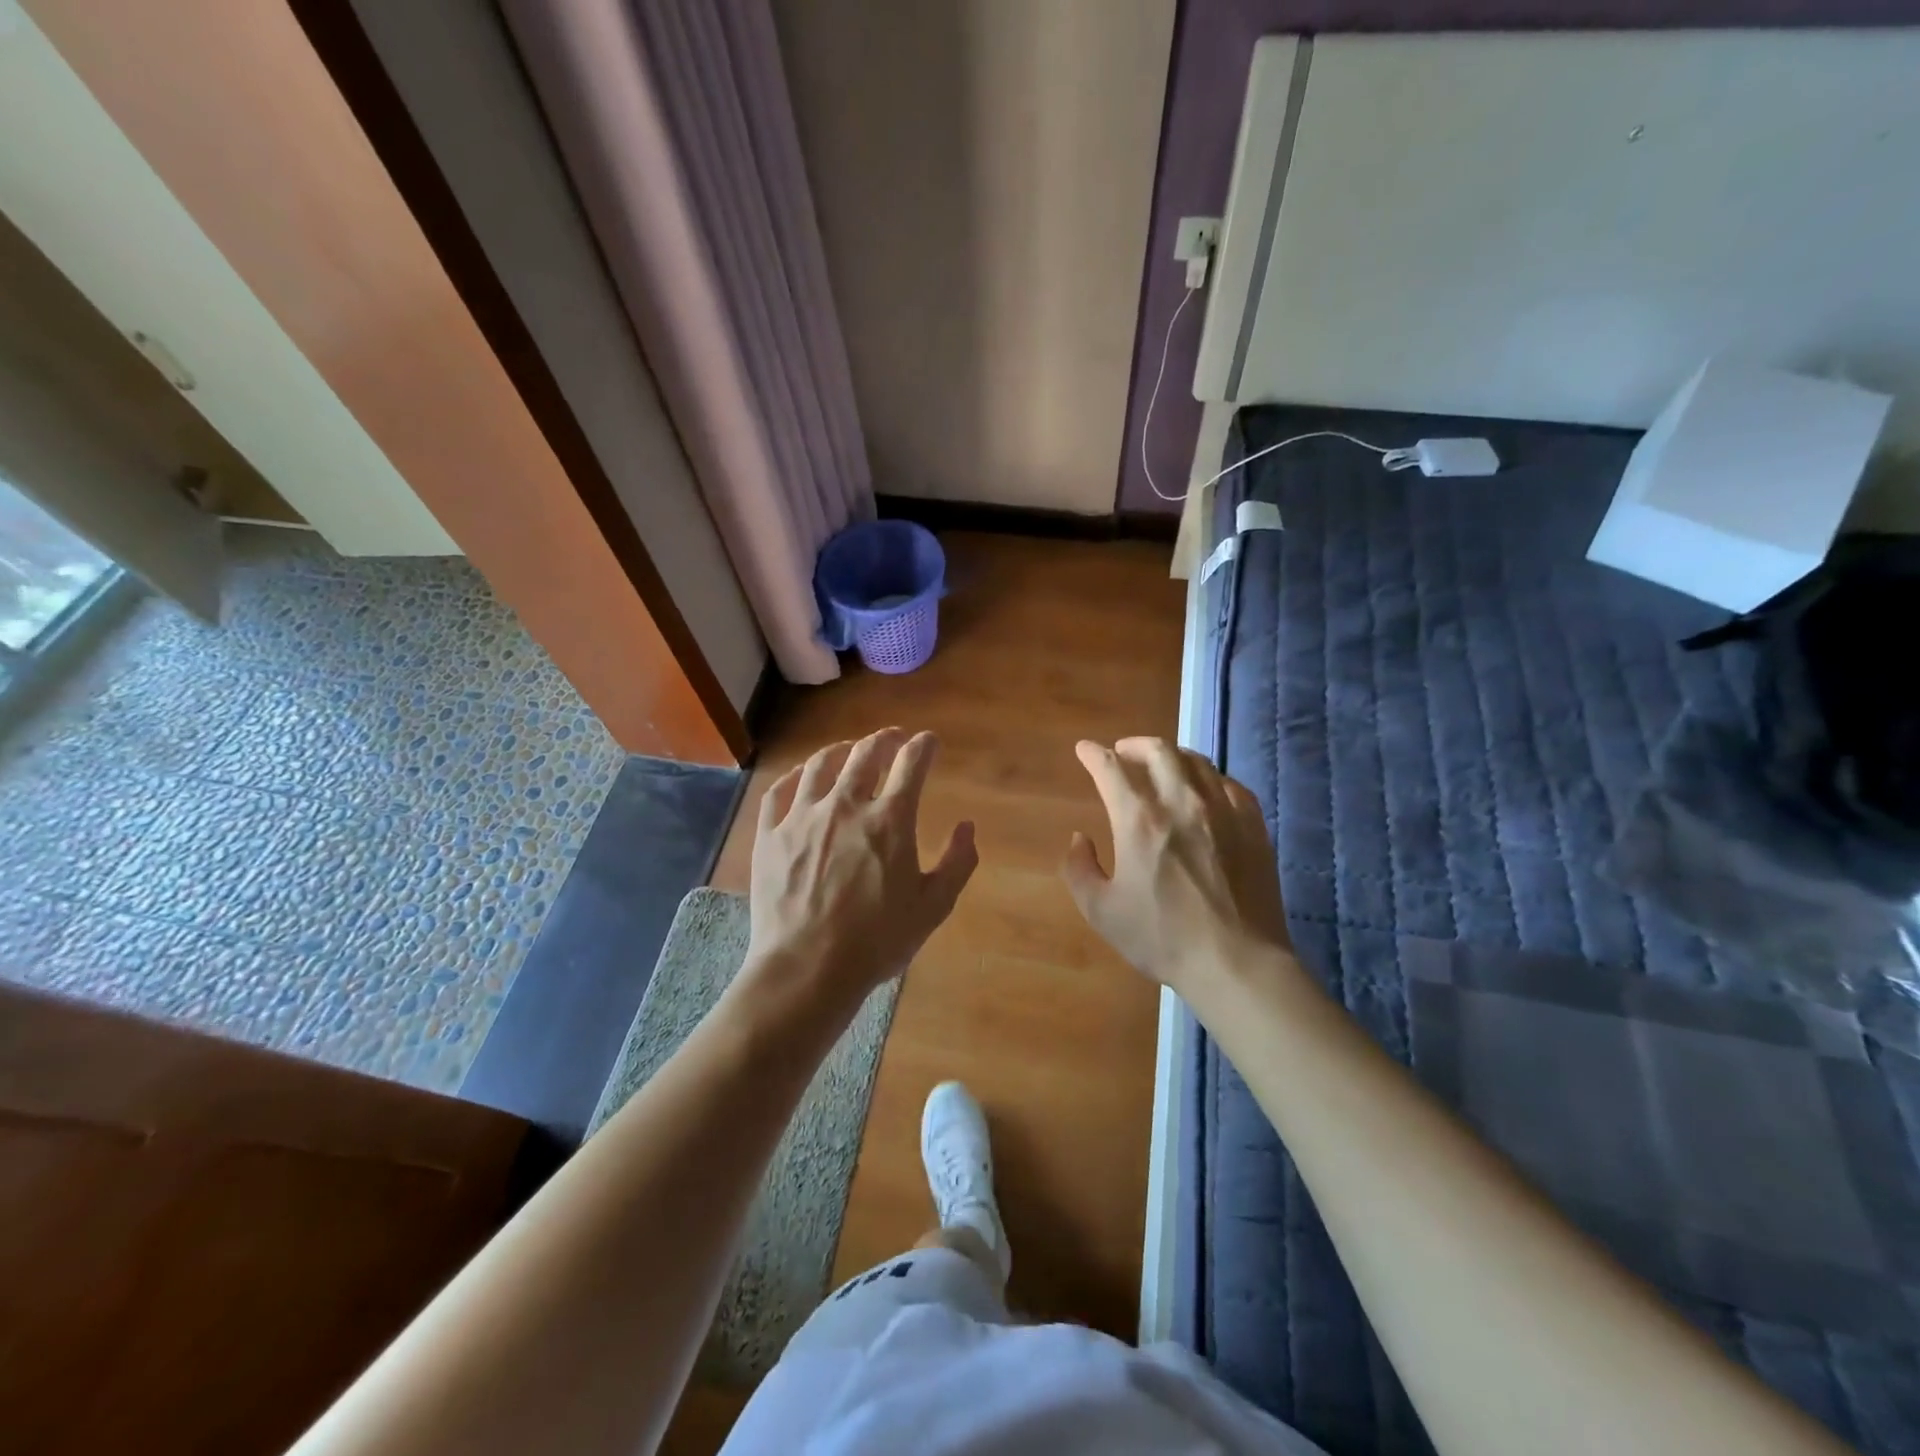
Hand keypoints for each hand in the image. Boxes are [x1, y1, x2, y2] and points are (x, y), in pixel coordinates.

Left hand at [746, 729, 977, 1012]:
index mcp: (889, 820)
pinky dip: (796, 775)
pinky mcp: (770, 836)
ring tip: (850, 750)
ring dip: (841, 750)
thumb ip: (957, 863)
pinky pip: (780, 791)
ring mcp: (802, 817)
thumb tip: (967, 827)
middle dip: (884, 739)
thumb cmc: (877, 941)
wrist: (807, 969)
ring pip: (821, 764)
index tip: (929, 742)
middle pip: (865, 754)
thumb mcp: (933, 907)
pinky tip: (803, 777)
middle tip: (893, 739)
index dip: (924, 746)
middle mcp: (845, 806)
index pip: (911, 764)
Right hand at [1063, 737, 1291, 1001]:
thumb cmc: (1162, 938)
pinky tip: (1204, 789)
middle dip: (1133, 744)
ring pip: (1196, 761)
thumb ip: (1079, 868)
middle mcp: (1181, 802)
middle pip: (1158, 751)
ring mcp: (1222, 810)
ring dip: (1171, 755)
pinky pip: (1228, 783)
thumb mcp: (1101, 911)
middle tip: (1122, 752)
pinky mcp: (1252, 824)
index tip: (1084, 749)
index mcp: (1139, 820)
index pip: (1111, 768)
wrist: (1236, 962)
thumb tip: (1079, 839)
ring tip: (1161, 764)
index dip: (1093, 754)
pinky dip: (1208, 777)